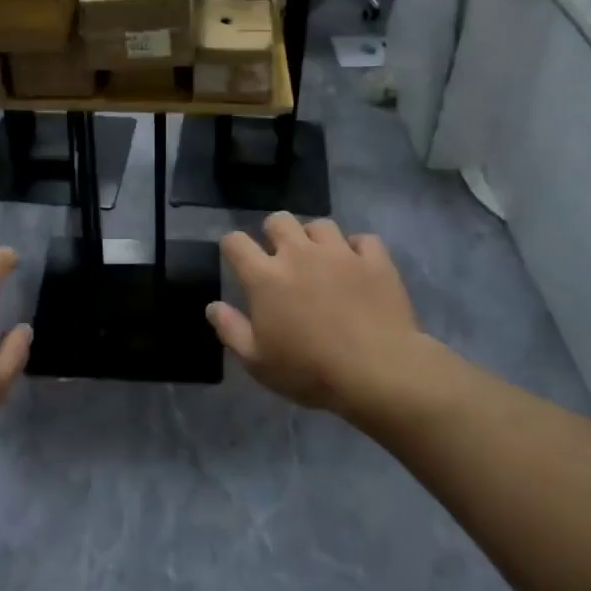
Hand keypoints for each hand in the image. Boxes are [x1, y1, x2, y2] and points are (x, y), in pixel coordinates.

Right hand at [207, 214, 423, 417]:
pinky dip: (357, 248)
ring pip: (320, 225)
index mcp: (265, 276)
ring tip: (320, 259)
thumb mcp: (257, 361)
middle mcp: (299, 253)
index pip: (236, 242)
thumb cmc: (309, 370)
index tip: (237, 259)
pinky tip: (357, 265)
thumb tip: (212, 306)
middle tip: (280, 257)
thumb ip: (230, 330)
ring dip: (314, 238)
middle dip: (274, 232)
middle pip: (278, 220)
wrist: (377, 371)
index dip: (232, 246)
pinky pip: (363, 239)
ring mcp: (339, 253)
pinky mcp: (374, 260)